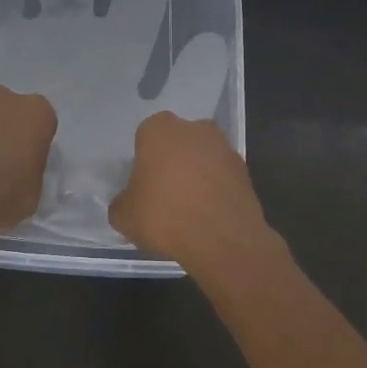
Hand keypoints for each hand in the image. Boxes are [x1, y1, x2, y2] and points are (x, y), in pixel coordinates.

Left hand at [0, 84, 57, 237]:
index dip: (34, 146)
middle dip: (7, 134)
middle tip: (2, 166)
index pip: (43, 125)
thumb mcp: (33, 194)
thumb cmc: (1, 193)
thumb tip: (22, 172)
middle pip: (11, 115)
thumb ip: (32, 172)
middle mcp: (6, 98)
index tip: (27, 166)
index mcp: (37, 113)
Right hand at [108, 112, 270, 272]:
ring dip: (196, 174)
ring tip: (188, 208)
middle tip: (164, 193)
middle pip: (177, 142)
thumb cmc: (164, 216)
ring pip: (201, 157)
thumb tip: (128, 202)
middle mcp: (194, 128)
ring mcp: (223, 147)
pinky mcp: (244, 169)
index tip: (142, 184)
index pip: (145, 136)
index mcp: (160, 129)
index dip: (143, 160)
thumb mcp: (124, 216)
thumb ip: (122, 202)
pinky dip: (215, 189)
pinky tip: (207, 214)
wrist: (222, 238)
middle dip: (172, 161)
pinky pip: (221, 175)